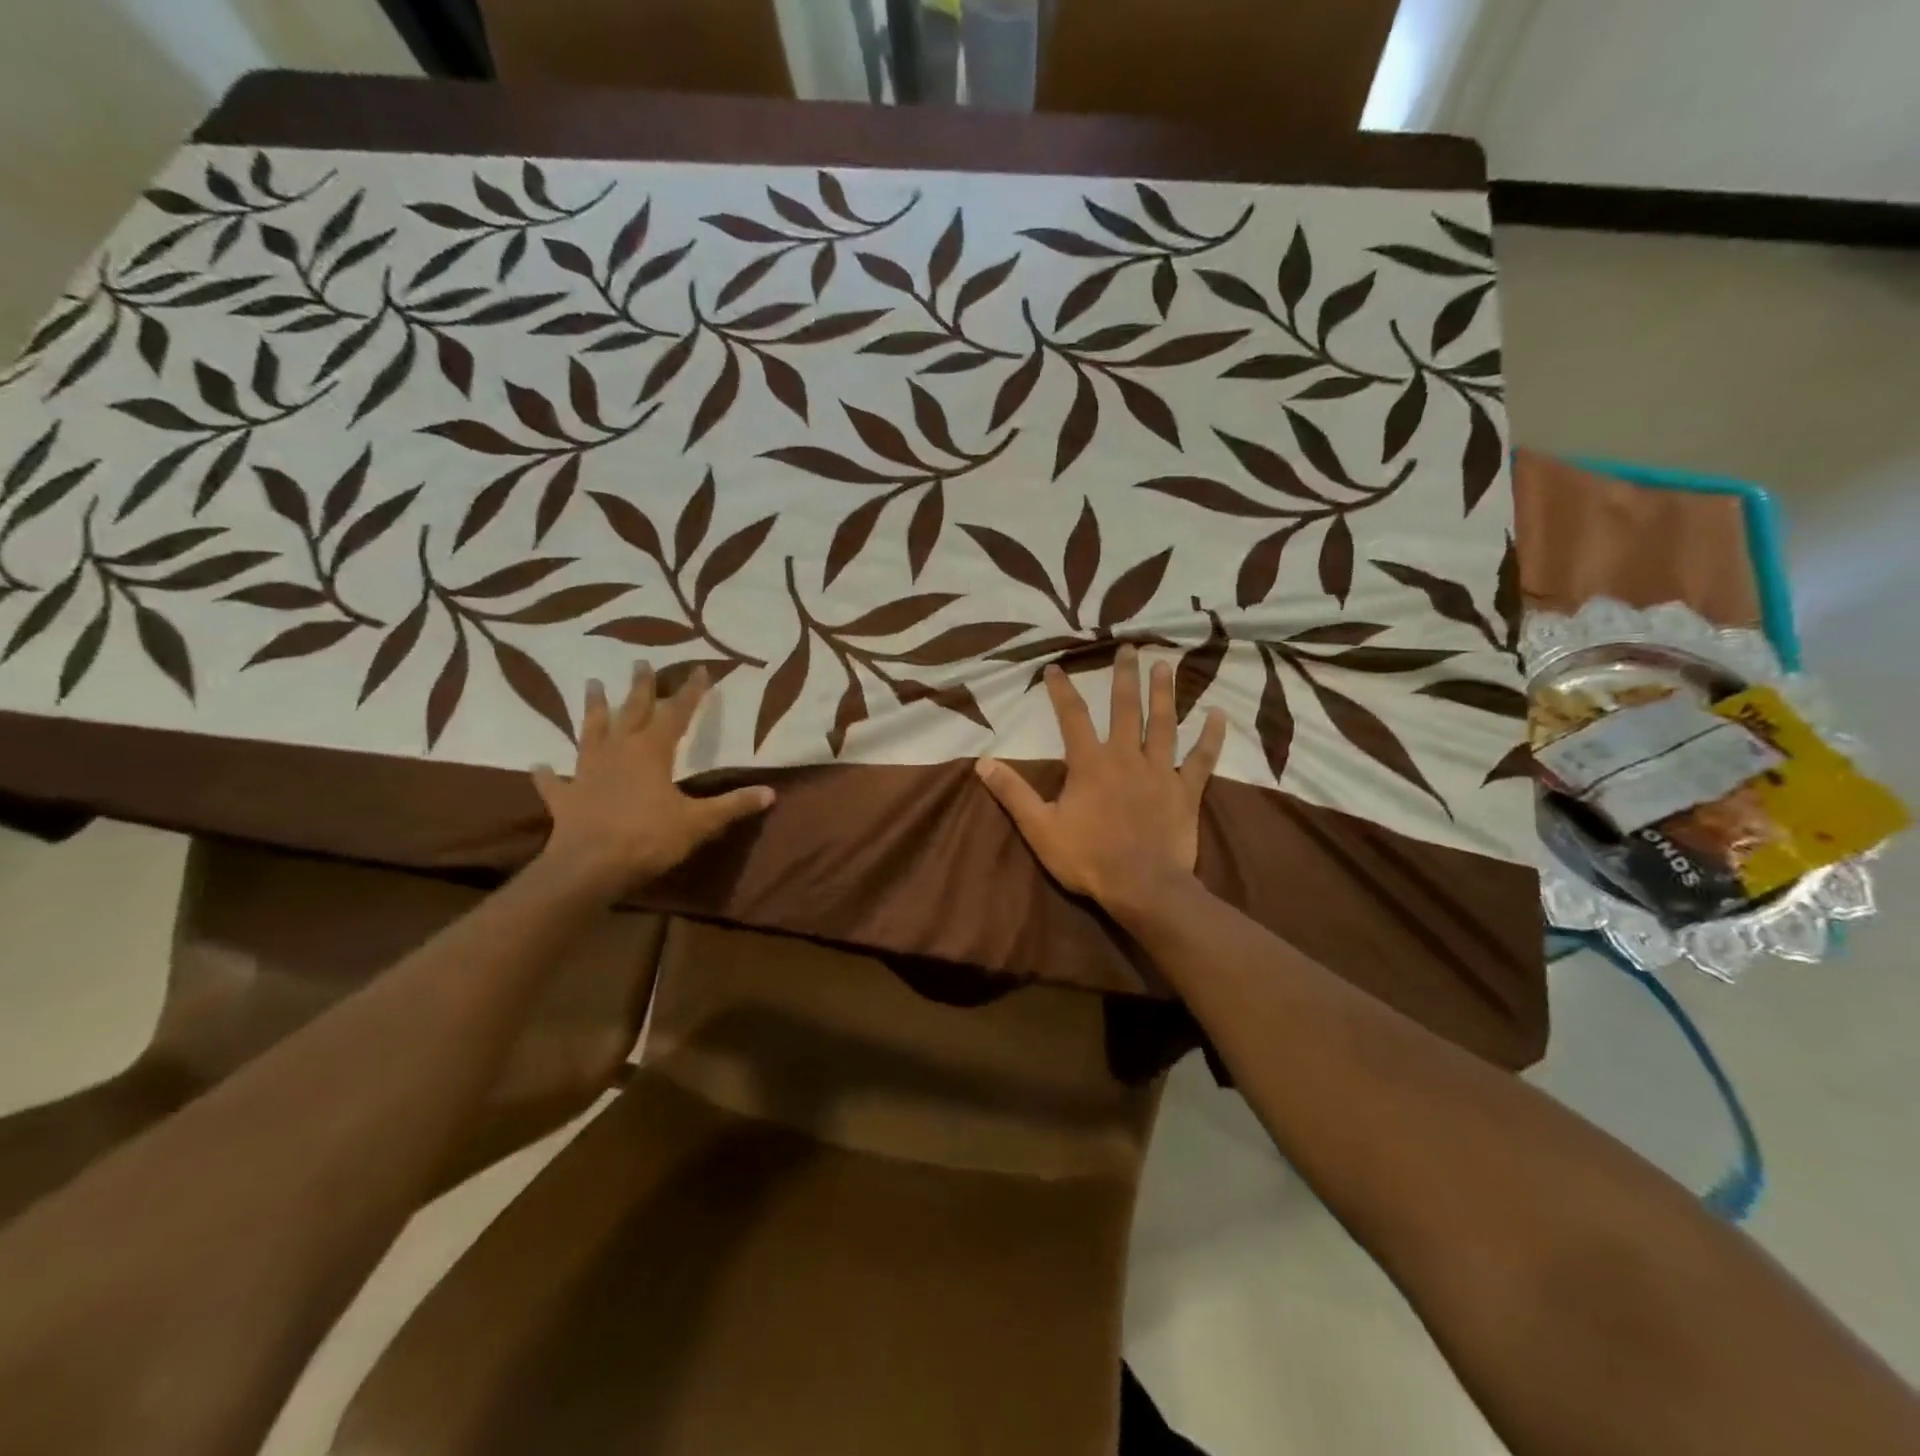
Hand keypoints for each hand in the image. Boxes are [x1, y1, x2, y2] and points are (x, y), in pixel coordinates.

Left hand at [533, 663, 773, 897]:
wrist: (589, 866)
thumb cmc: (648, 837)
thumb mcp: (699, 822)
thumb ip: (733, 805)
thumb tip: (770, 793)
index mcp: (652, 751)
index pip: (677, 713)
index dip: (691, 692)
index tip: (700, 669)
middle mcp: (619, 751)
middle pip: (632, 711)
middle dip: (640, 687)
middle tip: (640, 661)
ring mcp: (588, 772)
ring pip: (592, 732)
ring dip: (593, 709)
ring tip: (592, 684)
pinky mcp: (566, 797)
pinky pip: (554, 782)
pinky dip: (546, 774)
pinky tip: (538, 766)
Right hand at [975, 645, 1224, 913]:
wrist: (1142, 887)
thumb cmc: (1088, 858)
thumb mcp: (1040, 828)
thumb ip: (1013, 793)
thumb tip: (982, 762)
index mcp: (1090, 763)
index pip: (1072, 717)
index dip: (1062, 691)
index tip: (1055, 667)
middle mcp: (1126, 757)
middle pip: (1126, 708)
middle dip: (1125, 676)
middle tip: (1129, 647)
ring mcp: (1161, 772)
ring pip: (1164, 724)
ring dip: (1164, 693)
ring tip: (1164, 665)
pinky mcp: (1186, 791)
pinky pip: (1202, 759)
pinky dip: (1211, 737)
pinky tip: (1220, 714)